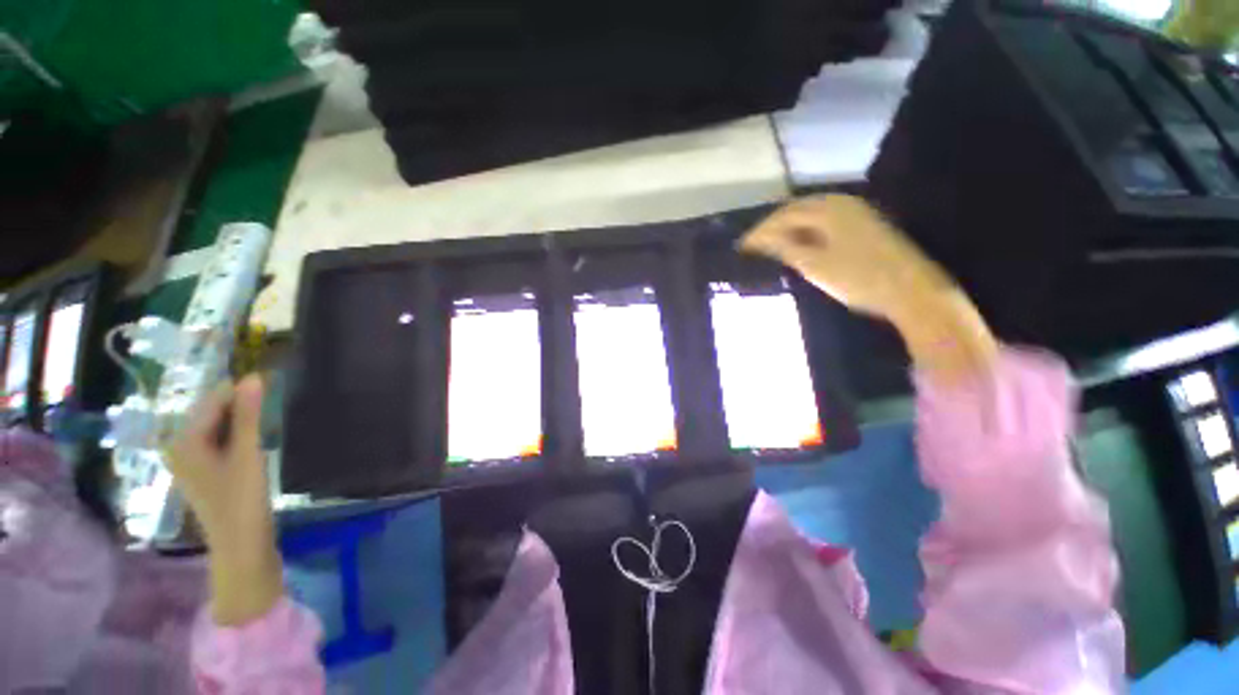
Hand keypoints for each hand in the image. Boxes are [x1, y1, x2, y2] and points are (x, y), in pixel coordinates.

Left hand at [167, 375, 282, 625]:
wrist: (241, 545)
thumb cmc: (242, 499)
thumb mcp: (248, 453)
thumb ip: (248, 415)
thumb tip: (254, 376)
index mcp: (183, 441)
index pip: (214, 399)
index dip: (243, 391)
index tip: (272, 384)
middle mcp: (179, 446)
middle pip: (213, 412)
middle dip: (241, 406)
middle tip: (273, 407)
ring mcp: (189, 460)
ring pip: (217, 426)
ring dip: (241, 421)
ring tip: (268, 422)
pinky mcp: (203, 470)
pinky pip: (218, 440)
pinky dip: (237, 435)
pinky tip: (255, 441)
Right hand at [740, 195, 997, 383]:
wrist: (911, 291)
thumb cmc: (858, 278)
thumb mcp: (814, 265)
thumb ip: (785, 248)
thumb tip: (761, 239)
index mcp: (828, 209)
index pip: (784, 215)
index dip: (760, 231)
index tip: (742, 247)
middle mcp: (842, 203)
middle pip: (798, 211)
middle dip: (773, 228)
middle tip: (754, 246)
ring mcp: (857, 214)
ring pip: (812, 217)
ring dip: (789, 230)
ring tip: (771, 248)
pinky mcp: (864, 227)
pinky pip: (826, 224)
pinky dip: (807, 234)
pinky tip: (800, 247)